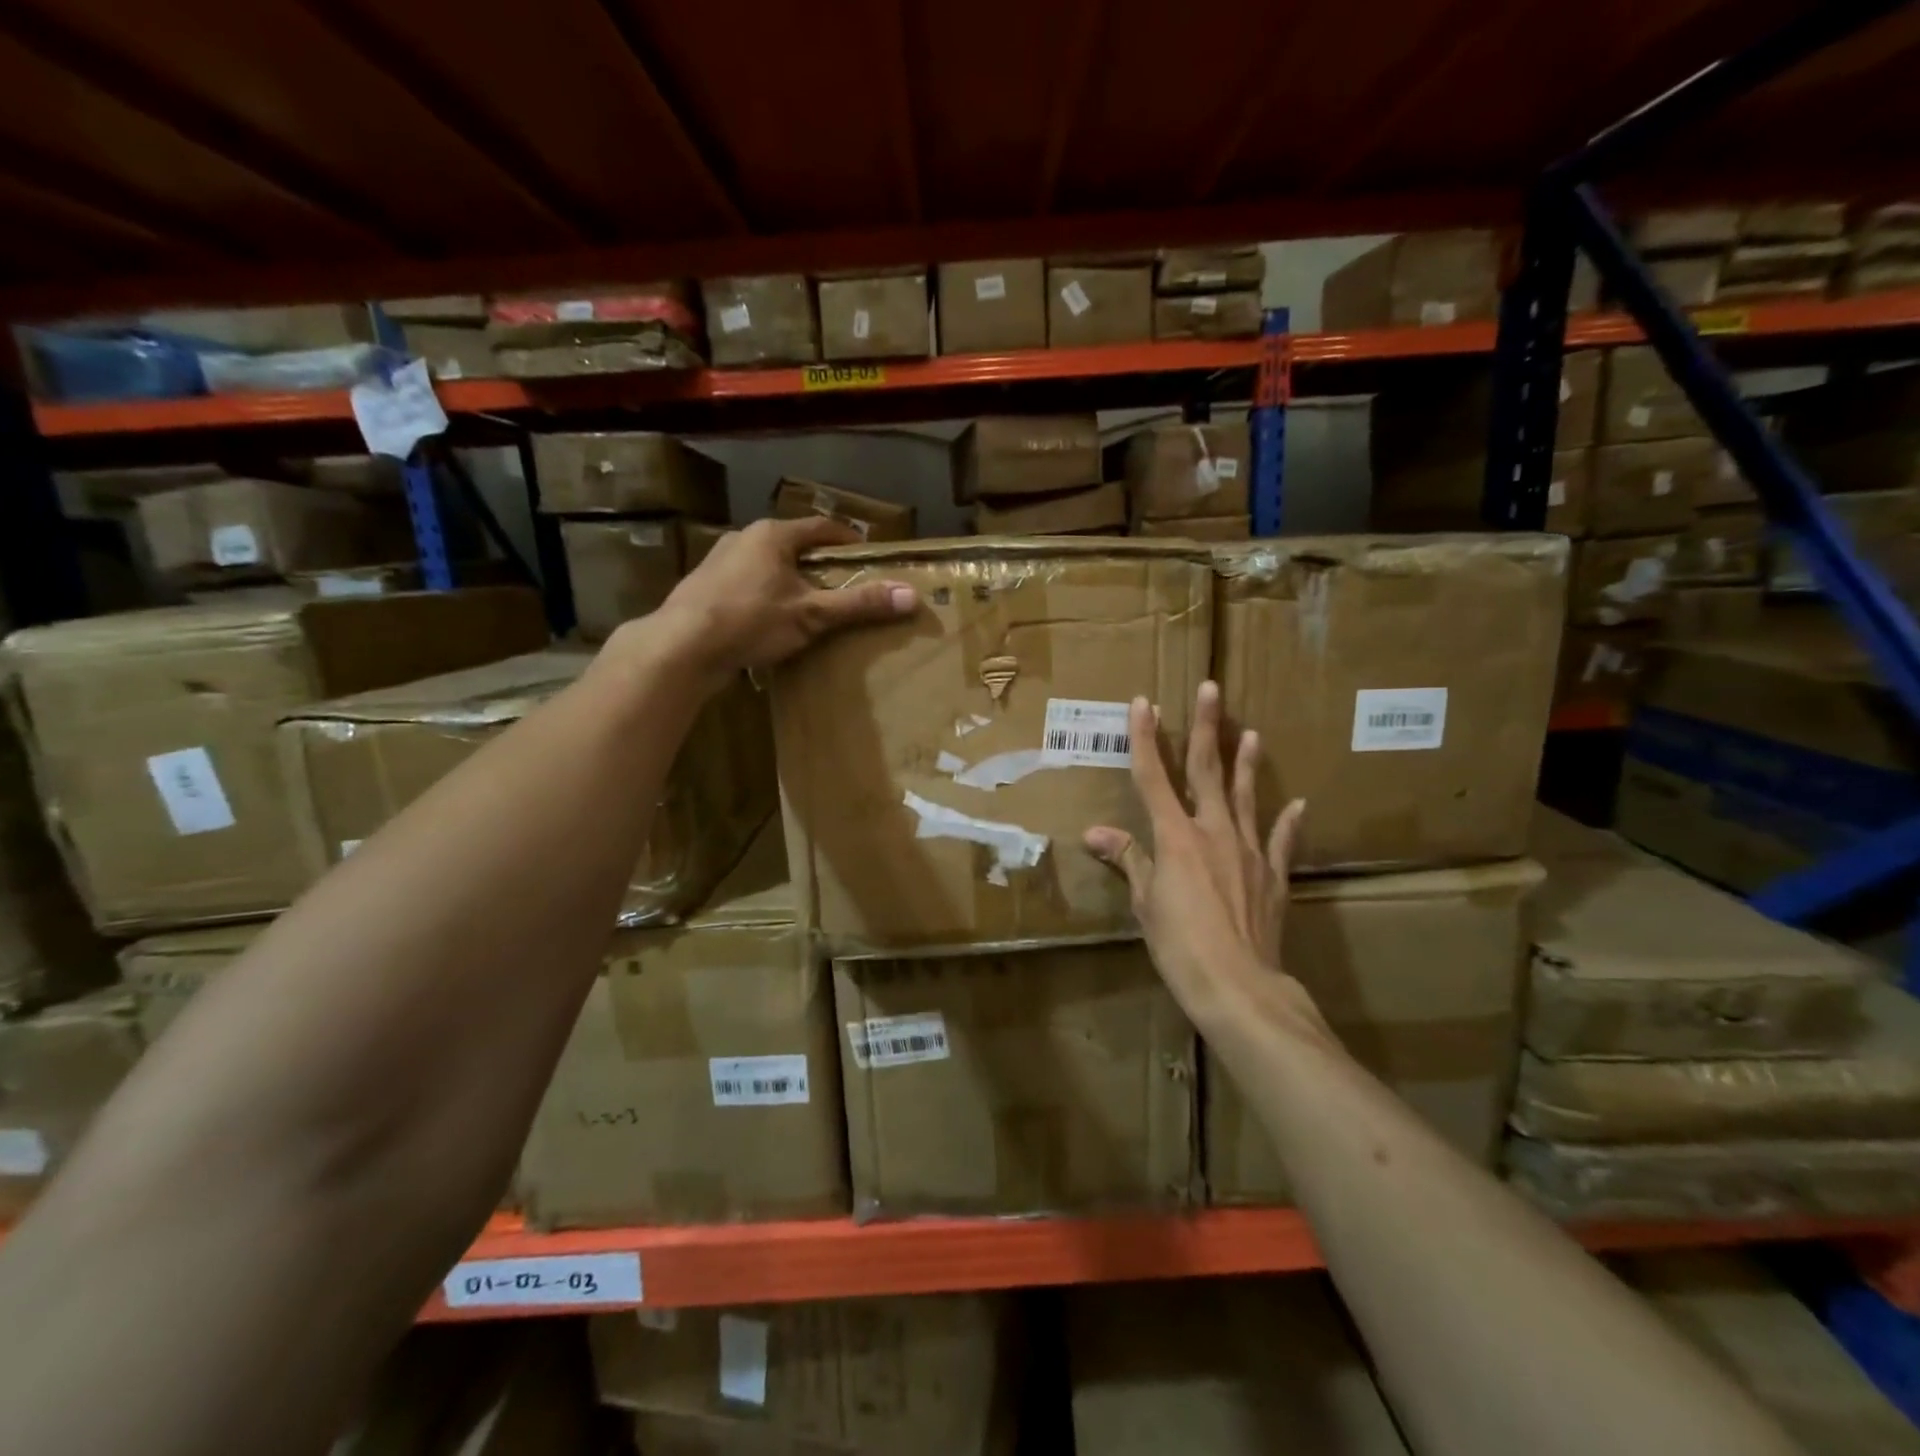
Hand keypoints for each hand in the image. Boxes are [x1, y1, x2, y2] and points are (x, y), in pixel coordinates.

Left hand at [650, 517, 916, 682]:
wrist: (682, 646)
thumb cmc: (751, 620)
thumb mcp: (812, 614)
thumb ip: (858, 604)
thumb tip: (910, 596)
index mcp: (772, 535)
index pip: (821, 528)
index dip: (847, 540)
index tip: (867, 555)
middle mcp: (743, 539)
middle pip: (793, 545)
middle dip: (818, 563)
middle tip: (842, 584)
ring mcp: (719, 563)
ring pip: (767, 566)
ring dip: (790, 581)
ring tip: (809, 604)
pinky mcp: (704, 589)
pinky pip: (747, 586)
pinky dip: (765, 597)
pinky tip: (771, 622)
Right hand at [1084, 681, 1314, 1028]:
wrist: (1238, 985)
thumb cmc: (1180, 945)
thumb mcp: (1145, 903)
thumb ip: (1128, 859)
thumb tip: (1095, 833)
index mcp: (1175, 836)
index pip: (1153, 777)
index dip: (1144, 738)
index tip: (1143, 702)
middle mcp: (1213, 831)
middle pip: (1207, 770)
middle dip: (1205, 727)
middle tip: (1211, 688)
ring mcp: (1248, 850)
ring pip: (1246, 796)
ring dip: (1247, 762)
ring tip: (1250, 732)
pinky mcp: (1273, 875)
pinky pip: (1280, 840)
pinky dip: (1288, 821)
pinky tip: (1298, 803)